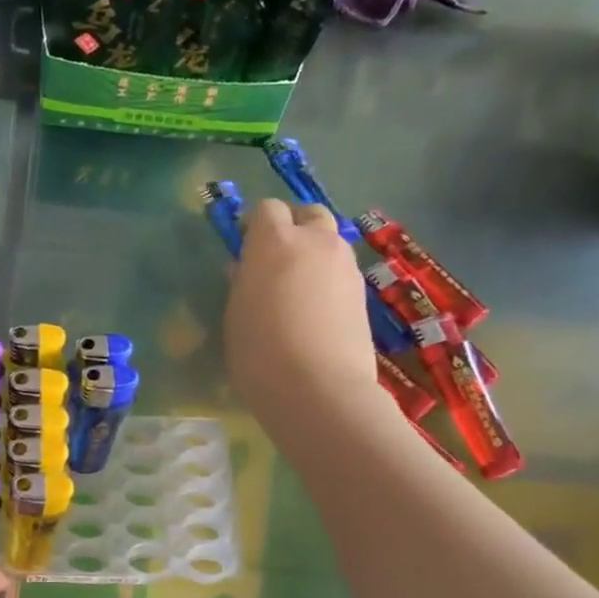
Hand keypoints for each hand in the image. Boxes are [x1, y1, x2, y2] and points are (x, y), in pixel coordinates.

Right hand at [225, 199, 380, 419]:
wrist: (317, 388)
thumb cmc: (259, 352)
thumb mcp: (235, 315)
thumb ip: (242, 283)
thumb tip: (245, 269)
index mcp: (275, 242)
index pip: (266, 209)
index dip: (255, 225)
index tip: (245, 248)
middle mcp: (315, 242)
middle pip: (308, 214)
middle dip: (293, 227)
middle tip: (276, 260)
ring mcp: (345, 265)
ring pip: (330, 242)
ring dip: (314, 253)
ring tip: (297, 288)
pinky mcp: (363, 292)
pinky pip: (341, 272)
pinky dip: (328, 280)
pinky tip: (316, 311)